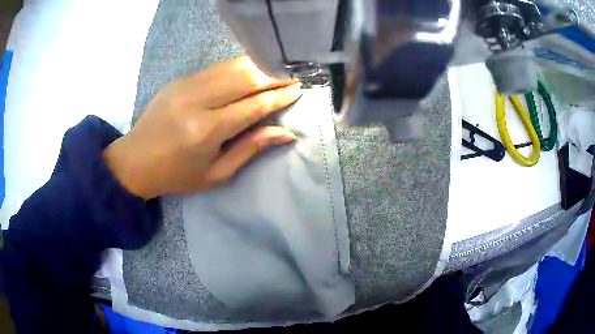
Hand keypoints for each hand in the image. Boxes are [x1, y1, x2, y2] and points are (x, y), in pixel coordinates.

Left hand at [103, 57, 301, 198]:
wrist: (134, 160)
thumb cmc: (176, 175)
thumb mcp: (216, 174)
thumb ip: (250, 149)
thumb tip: (285, 133)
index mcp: (205, 131)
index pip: (253, 105)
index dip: (279, 96)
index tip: (299, 89)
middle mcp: (196, 101)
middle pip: (244, 78)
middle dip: (273, 75)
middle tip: (293, 75)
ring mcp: (185, 85)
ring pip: (231, 67)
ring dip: (258, 67)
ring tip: (277, 70)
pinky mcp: (179, 80)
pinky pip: (216, 68)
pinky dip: (238, 68)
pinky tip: (250, 71)